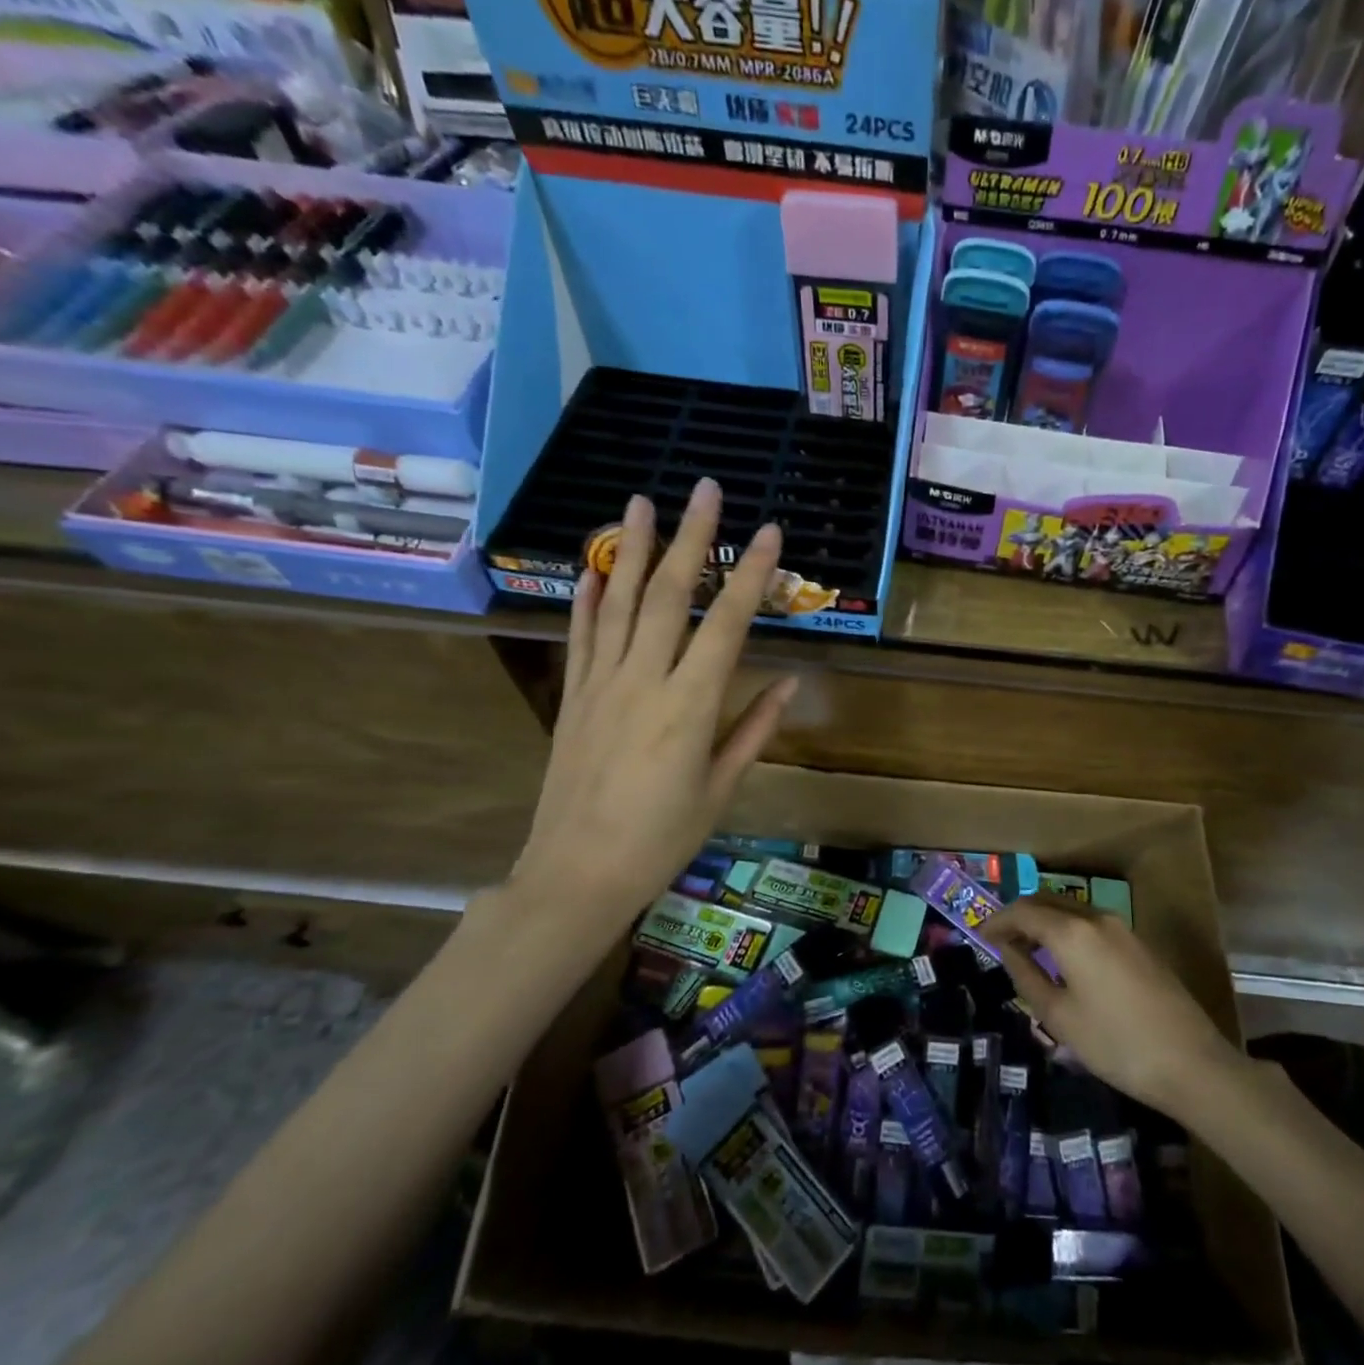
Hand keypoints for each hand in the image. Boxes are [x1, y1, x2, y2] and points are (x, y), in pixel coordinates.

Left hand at [506, 480, 797, 946]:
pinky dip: (587, 597)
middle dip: (691, 538)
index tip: (770, 533)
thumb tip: (790, 683)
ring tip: (642, 501)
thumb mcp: (720, 788)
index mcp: (690, 706)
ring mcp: (600, 684)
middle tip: (705, 489)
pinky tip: (594, 566)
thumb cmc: (662, 839)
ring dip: (632, 548)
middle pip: (669, 595)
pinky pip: (581, 637)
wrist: (576, 874)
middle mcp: (644, 681)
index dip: (751, 575)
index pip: (727, 624)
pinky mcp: (573, 697)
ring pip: (619, 602)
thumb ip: (754, 729)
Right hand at [982, 897, 1244, 1118]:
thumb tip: (1008, 951)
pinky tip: (1065, 959)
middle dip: (1020, 915)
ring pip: (1071, 909)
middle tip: (1001, 940)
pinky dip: (1068, 930)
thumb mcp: (1059, 1017)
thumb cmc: (1116, 1044)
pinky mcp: (1139, 943)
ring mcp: (1122, 928)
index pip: (1023, 911)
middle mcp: (1096, 918)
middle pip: (1047, 901)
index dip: (997, 920)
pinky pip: (1091, 923)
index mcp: (1072, 932)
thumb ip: (1027, 976)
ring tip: (1029, 950)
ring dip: (1045, 921)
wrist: (1192, 1064)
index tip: (980, 935)